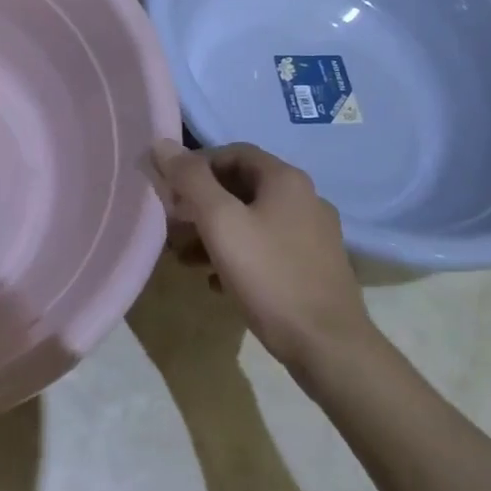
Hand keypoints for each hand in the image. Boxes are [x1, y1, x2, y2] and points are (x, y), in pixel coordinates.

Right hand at [145, 141, 371, 369]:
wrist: (329, 347)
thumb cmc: (269, 275)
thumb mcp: (220, 222)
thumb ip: (190, 180)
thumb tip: (162, 143)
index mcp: (285, 179)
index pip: (232, 152)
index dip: (196, 166)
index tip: (170, 190)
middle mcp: (304, 199)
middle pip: (241, 187)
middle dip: (201, 204)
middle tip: (173, 225)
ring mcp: (313, 235)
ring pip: (252, 220)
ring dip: (215, 233)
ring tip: (185, 258)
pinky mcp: (314, 267)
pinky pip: (267, 249)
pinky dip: (237, 256)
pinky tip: (216, 282)